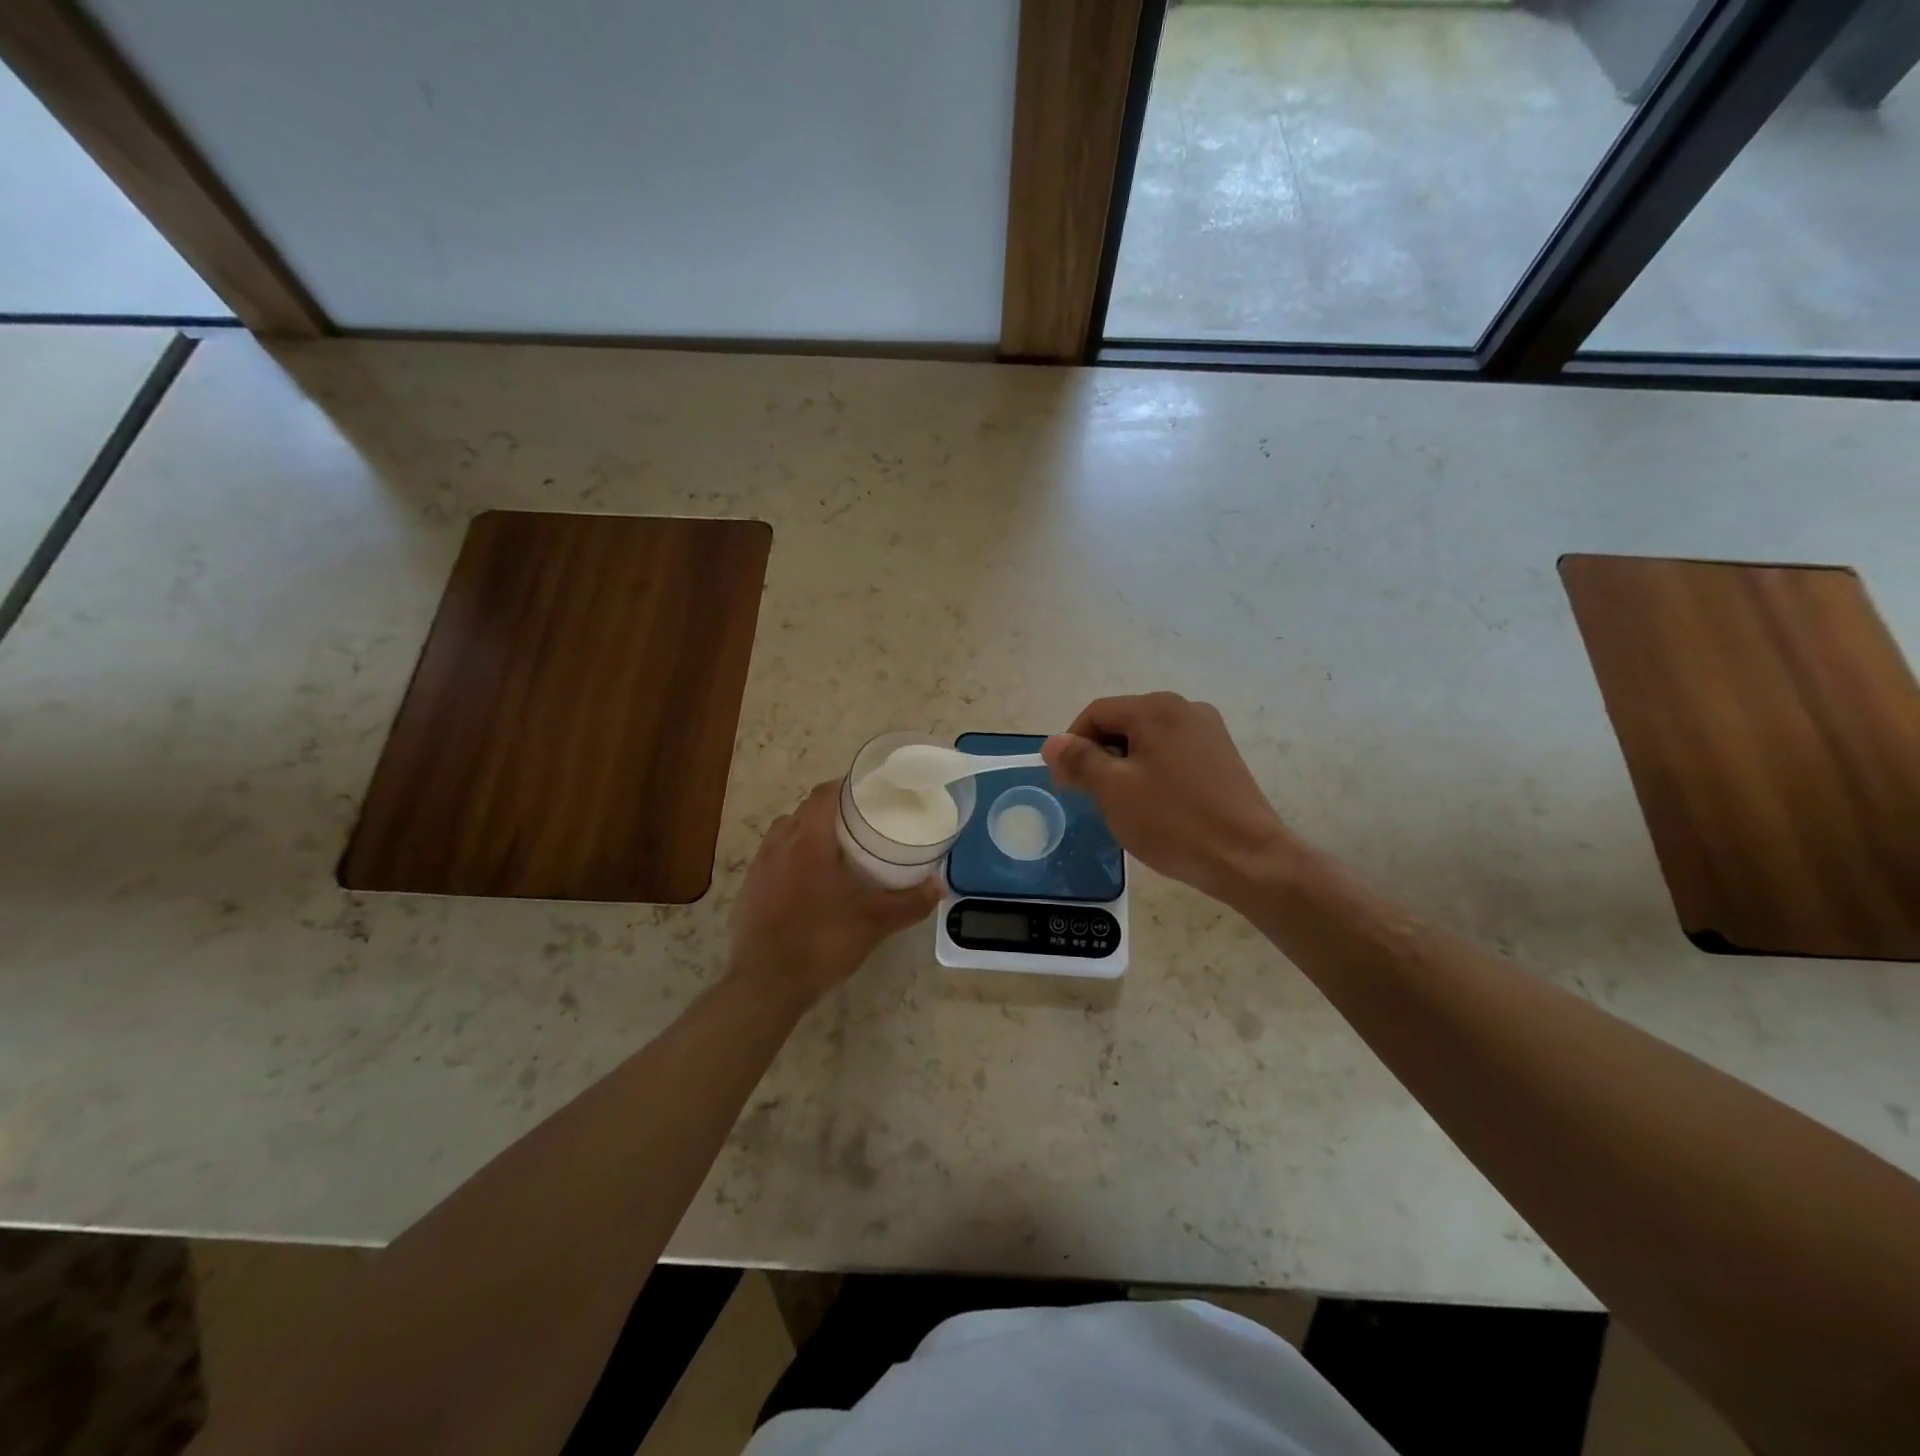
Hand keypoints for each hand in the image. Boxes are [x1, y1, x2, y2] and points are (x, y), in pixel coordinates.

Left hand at [727, 781, 943, 1011]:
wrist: (767, 984)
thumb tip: (940, 885)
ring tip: (833, 851)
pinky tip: (807, 884)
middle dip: (829, 811)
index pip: (823, 795)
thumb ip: (911, 901)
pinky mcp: (748, 891)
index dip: (844, 787)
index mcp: (808, 840)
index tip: (867, 793)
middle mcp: (779, 845)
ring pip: (784, 834)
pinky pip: (771, 861)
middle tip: (858, 824)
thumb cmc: (823, 941)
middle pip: (803, 812)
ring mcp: (759, 869)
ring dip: (806, 834)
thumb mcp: (875, 921)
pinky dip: (790, 860)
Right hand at [1043, 693, 1293, 906]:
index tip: (1065, 784)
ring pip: (1147, 740)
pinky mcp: (1222, 756)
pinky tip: (1154, 805)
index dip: (1072, 745)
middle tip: (1090, 797)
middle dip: (1099, 756)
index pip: (1096, 714)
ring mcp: (1208, 732)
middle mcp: (1185, 709)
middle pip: (1123, 723)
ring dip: (1124, 766)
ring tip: (1122, 805)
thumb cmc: (1173, 822)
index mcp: (1157, 709)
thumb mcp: (1113, 791)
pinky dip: (1152, 772)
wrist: (1248, 859)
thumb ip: (1079, 760)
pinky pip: (1172, 754)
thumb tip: (1052, 743)